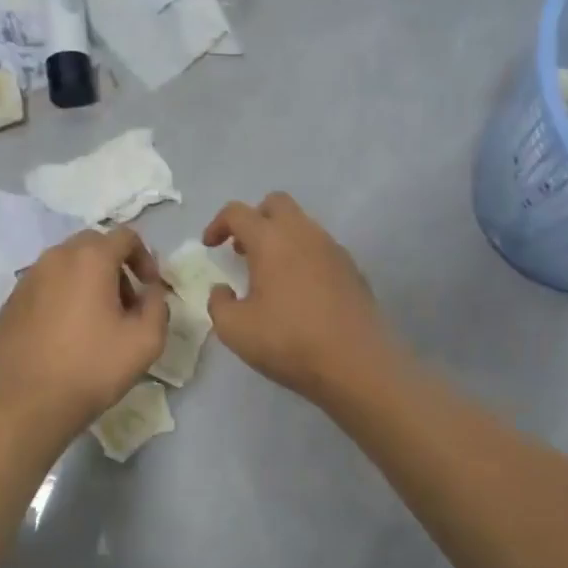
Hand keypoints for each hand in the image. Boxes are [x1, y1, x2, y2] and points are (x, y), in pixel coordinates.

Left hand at [0, 228, 168, 439]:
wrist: (30, 404)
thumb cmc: (93, 368)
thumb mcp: (147, 340)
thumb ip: (158, 304)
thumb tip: (150, 290)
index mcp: (90, 259)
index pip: (125, 236)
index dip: (145, 257)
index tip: (150, 288)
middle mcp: (55, 258)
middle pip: (93, 245)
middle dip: (115, 266)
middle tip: (125, 303)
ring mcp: (27, 279)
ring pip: (65, 264)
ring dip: (87, 280)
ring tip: (95, 319)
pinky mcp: (10, 302)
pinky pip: (44, 285)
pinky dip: (61, 296)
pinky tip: (65, 332)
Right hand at [203, 193, 397, 401]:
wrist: (357, 363)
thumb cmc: (289, 341)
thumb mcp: (236, 330)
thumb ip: (219, 304)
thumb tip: (223, 291)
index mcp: (271, 240)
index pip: (238, 212)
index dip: (218, 224)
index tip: (210, 247)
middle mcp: (304, 234)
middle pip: (276, 204)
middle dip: (254, 219)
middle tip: (242, 250)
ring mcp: (333, 249)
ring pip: (302, 225)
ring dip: (280, 238)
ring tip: (269, 274)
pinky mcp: (353, 269)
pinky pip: (321, 248)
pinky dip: (303, 257)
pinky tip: (299, 291)